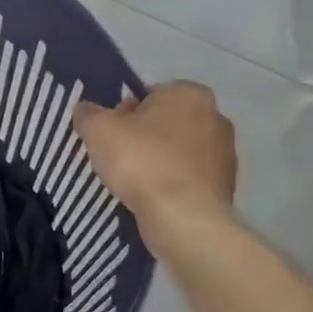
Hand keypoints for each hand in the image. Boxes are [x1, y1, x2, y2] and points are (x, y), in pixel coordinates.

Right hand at [73, 81, 237, 234]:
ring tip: (134, 181)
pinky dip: (172, 183)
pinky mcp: (227, 186)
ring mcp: (226, 153)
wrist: (183, 218)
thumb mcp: (98, 129)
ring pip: (179, 150)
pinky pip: (189, 177)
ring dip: (159, 160)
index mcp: (189, 93)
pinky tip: (154, 197)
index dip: (125, 112)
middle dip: (144, 135)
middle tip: (119, 155)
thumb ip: (88, 113)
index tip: (112, 133)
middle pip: (166, 121)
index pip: (149, 93)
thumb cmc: (141, 161)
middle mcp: (215, 116)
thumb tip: (85, 110)